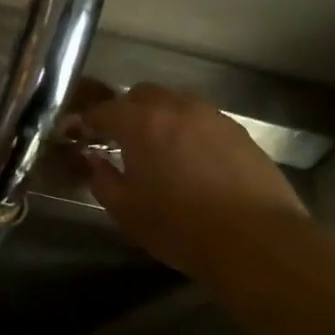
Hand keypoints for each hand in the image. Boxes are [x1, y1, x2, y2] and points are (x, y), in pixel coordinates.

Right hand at [78, 84, 307, 279]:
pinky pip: (202, 119)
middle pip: (141, 94)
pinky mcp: (239, 132)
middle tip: (118, 138)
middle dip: (125, 111)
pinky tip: (189, 158)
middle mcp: (176, 108)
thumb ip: (102, 179)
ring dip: (159, 116)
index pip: (103, 110)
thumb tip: (94, 161)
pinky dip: (187, 129)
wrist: (255, 240)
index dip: (87, 121)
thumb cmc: (179, 226)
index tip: (79, 134)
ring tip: (156, 146)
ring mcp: (212, 117)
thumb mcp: (126, 210)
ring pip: (176, 102)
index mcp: (140, 124)